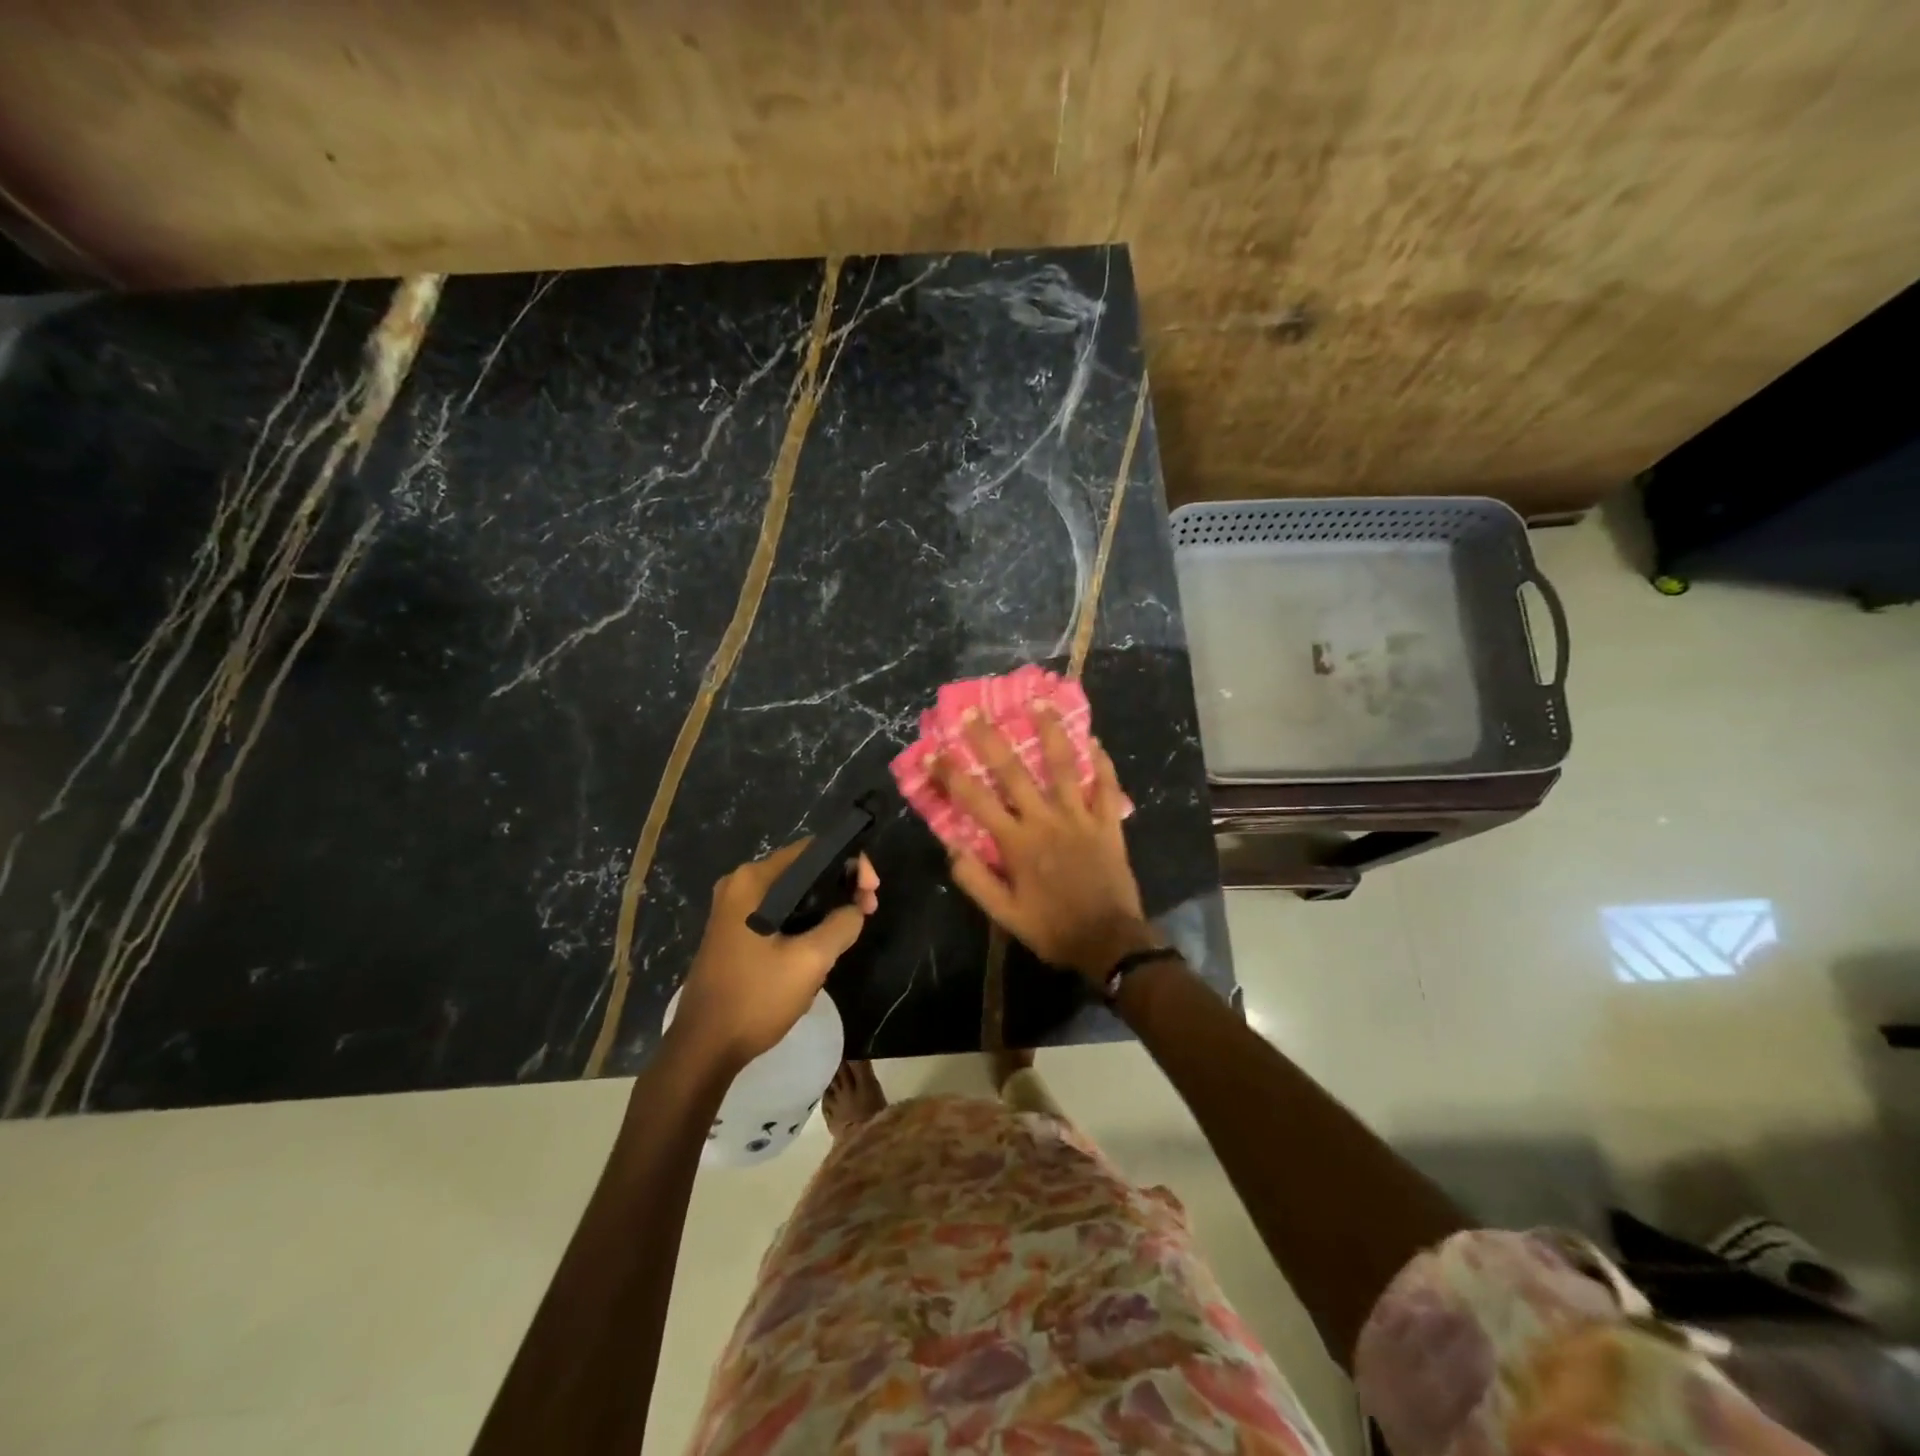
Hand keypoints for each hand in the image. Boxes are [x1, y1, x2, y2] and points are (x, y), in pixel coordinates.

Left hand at [671, 841, 878, 1069]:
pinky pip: (778, 914)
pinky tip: (819, 948)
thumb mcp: (811, 960)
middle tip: (867, 912)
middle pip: (804, 871)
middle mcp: (739, 885)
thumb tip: (855, 909)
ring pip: (793, 895)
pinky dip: (803, 923)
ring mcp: (732, 910)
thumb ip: (842, 924)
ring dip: (824, 909)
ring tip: (847, 934)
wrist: (703, 1048)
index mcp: (753, 880)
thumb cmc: (755, 998)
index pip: (813, 850)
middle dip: (839, 887)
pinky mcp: (733, 933)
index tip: (871, 893)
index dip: (850, 864)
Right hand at [934, 704, 1158, 986]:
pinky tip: (1093, 740)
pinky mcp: (1108, 823)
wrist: (1109, 942)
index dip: (951, 775)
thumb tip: (951, 847)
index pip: (975, 800)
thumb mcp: (1005, 915)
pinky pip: (1106, 786)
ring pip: (1064, 766)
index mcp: (1016, 842)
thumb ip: (975, 880)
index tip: (933, 753)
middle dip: (990, 739)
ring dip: (1050, 732)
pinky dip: (1101, 762)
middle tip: (974, 712)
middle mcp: (1045, 819)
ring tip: (1039, 702)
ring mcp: (1080, 817)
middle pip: (1013, 771)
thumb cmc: (1052, 928)